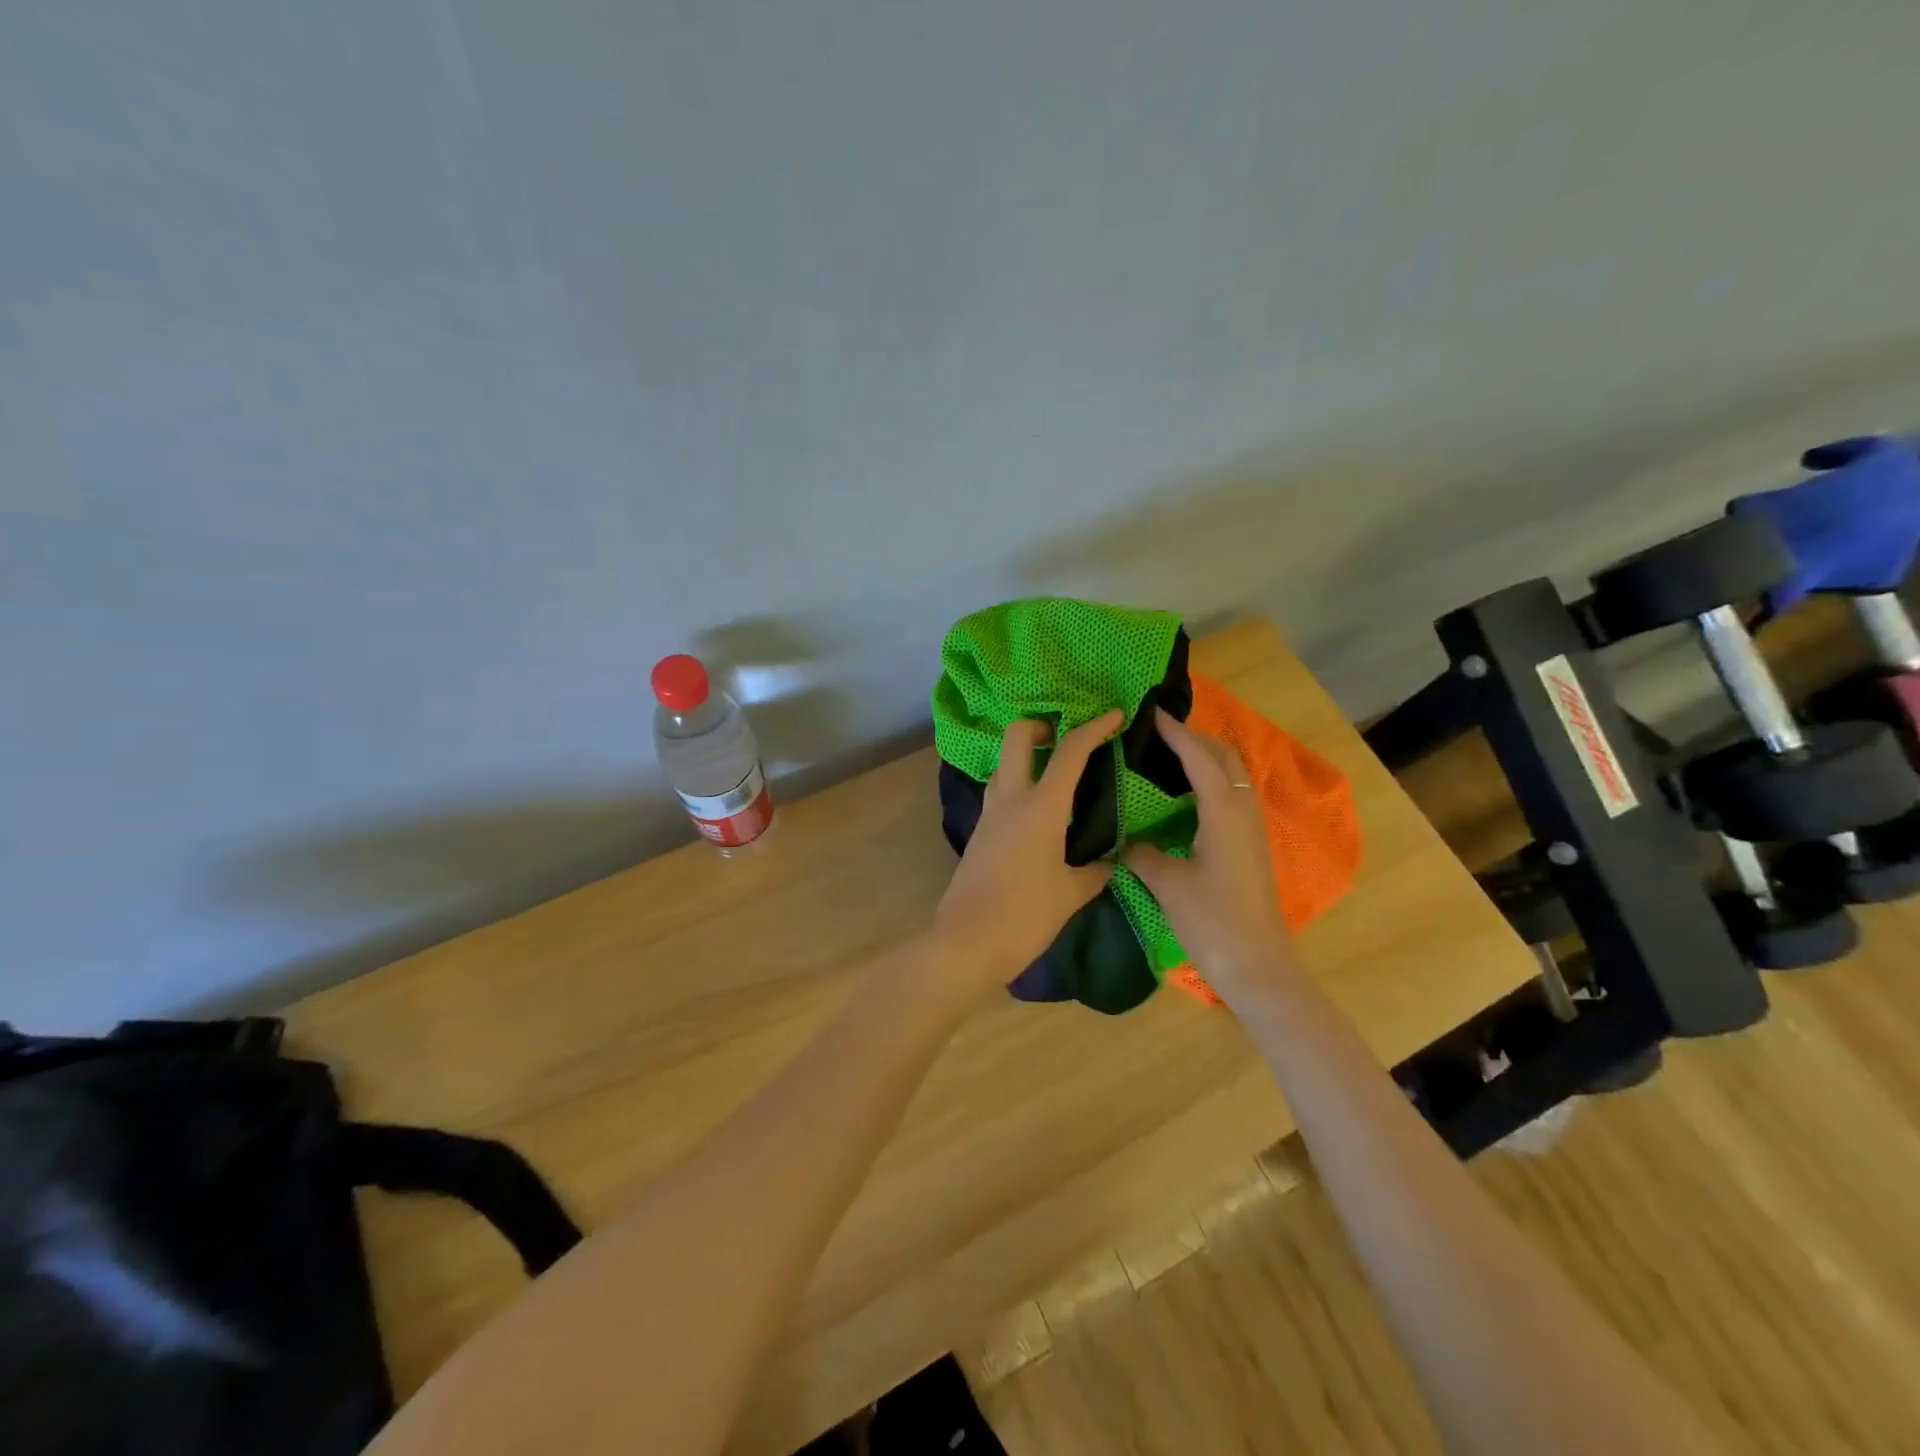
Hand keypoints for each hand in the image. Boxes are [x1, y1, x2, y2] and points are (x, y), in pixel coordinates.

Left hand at [933, 709, 1123, 991]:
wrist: (966, 942)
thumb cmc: (1025, 916)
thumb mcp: (1071, 893)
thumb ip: (1095, 871)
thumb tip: (1110, 861)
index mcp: (1041, 807)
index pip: (1069, 751)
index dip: (1094, 727)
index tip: (1115, 715)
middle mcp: (1010, 798)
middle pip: (1017, 735)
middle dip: (1043, 725)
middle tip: (1068, 740)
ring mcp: (989, 812)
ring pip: (1004, 761)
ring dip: (1028, 754)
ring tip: (1058, 773)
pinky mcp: (980, 830)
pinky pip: (1000, 789)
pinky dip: (1020, 782)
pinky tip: (1040, 810)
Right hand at [1123, 708, 1296, 992]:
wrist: (1257, 966)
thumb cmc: (1212, 922)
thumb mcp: (1168, 884)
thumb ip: (1143, 854)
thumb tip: (1124, 840)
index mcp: (1223, 813)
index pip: (1199, 758)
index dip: (1176, 734)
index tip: (1151, 714)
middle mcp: (1243, 812)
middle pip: (1224, 758)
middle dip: (1195, 738)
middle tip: (1158, 733)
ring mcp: (1252, 829)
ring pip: (1232, 777)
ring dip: (1205, 759)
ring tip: (1168, 756)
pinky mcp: (1251, 846)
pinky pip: (1231, 797)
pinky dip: (1210, 782)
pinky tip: (1185, 797)